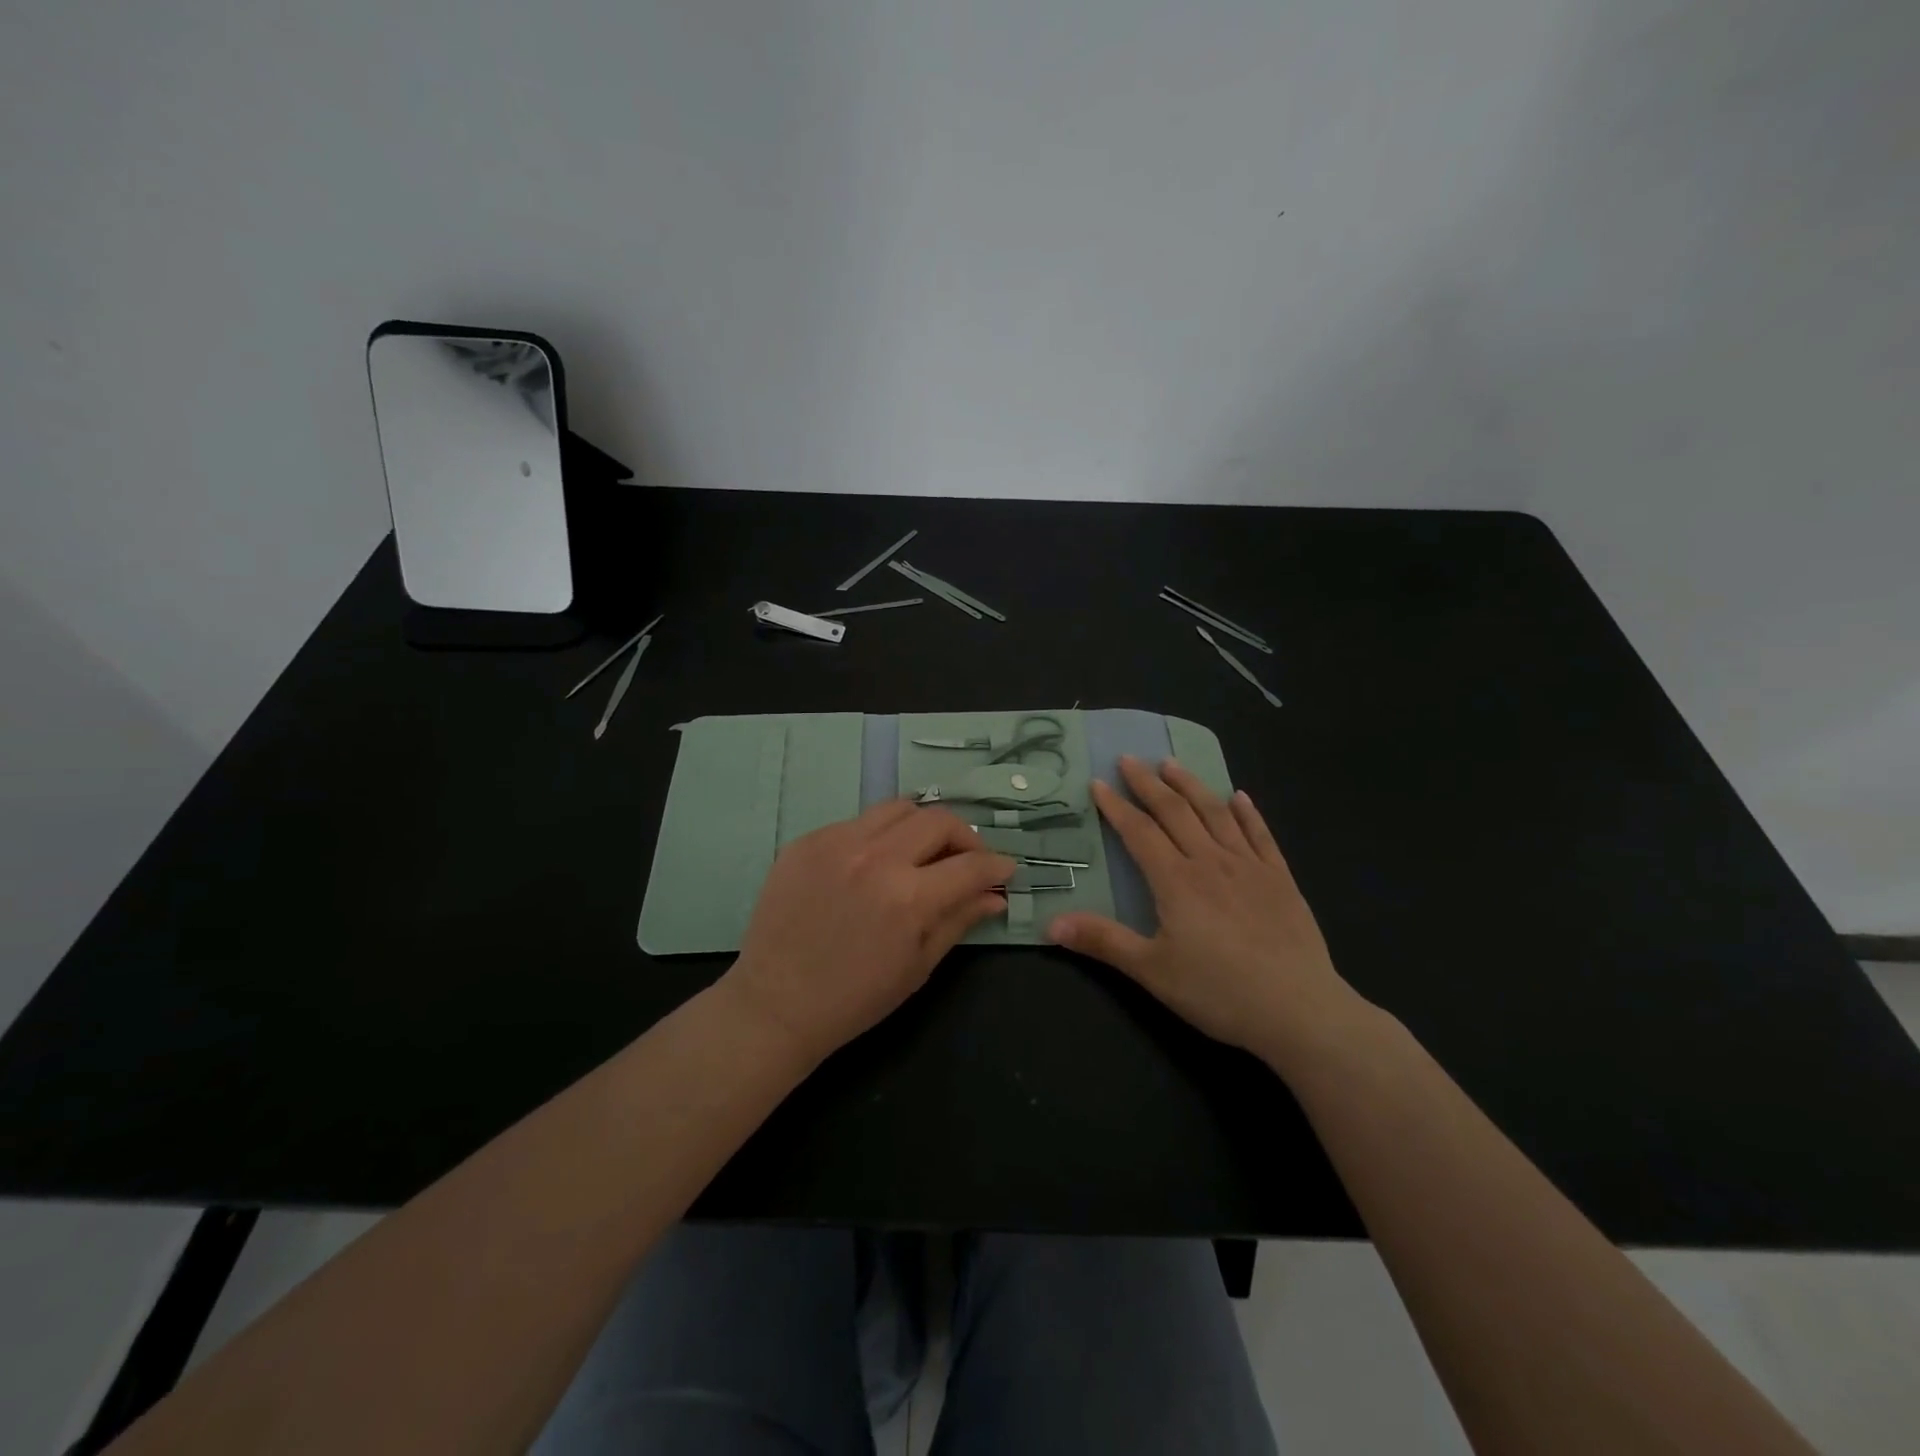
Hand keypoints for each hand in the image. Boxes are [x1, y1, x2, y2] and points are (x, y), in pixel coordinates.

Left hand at [722, 800, 1015, 1064]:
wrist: (775, 1003)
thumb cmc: (855, 997)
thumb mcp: (918, 966)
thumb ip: (959, 920)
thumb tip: (995, 895)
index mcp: (908, 897)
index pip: (970, 865)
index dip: (996, 866)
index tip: (1005, 869)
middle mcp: (875, 857)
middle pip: (938, 819)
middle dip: (965, 837)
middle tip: (966, 859)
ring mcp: (836, 842)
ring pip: (898, 808)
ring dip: (922, 826)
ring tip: (922, 852)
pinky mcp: (808, 840)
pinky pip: (857, 822)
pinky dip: (878, 836)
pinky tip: (873, 863)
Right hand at [1048, 757, 1372, 1073]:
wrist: (1298, 1009)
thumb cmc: (1218, 991)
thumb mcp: (1151, 970)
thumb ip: (1103, 941)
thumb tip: (1051, 922)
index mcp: (1176, 880)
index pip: (1139, 832)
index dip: (1116, 806)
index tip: (1098, 783)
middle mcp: (1210, 862)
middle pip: (1175, 812)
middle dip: (1148, 784)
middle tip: (1129, 759)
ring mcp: (1249, 867)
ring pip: (1215, 814)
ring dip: (1191, 785)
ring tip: (1172, 764)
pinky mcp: (1281, 880)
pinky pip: (1261, 835)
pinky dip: (1248, 813)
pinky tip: (1240, 797)